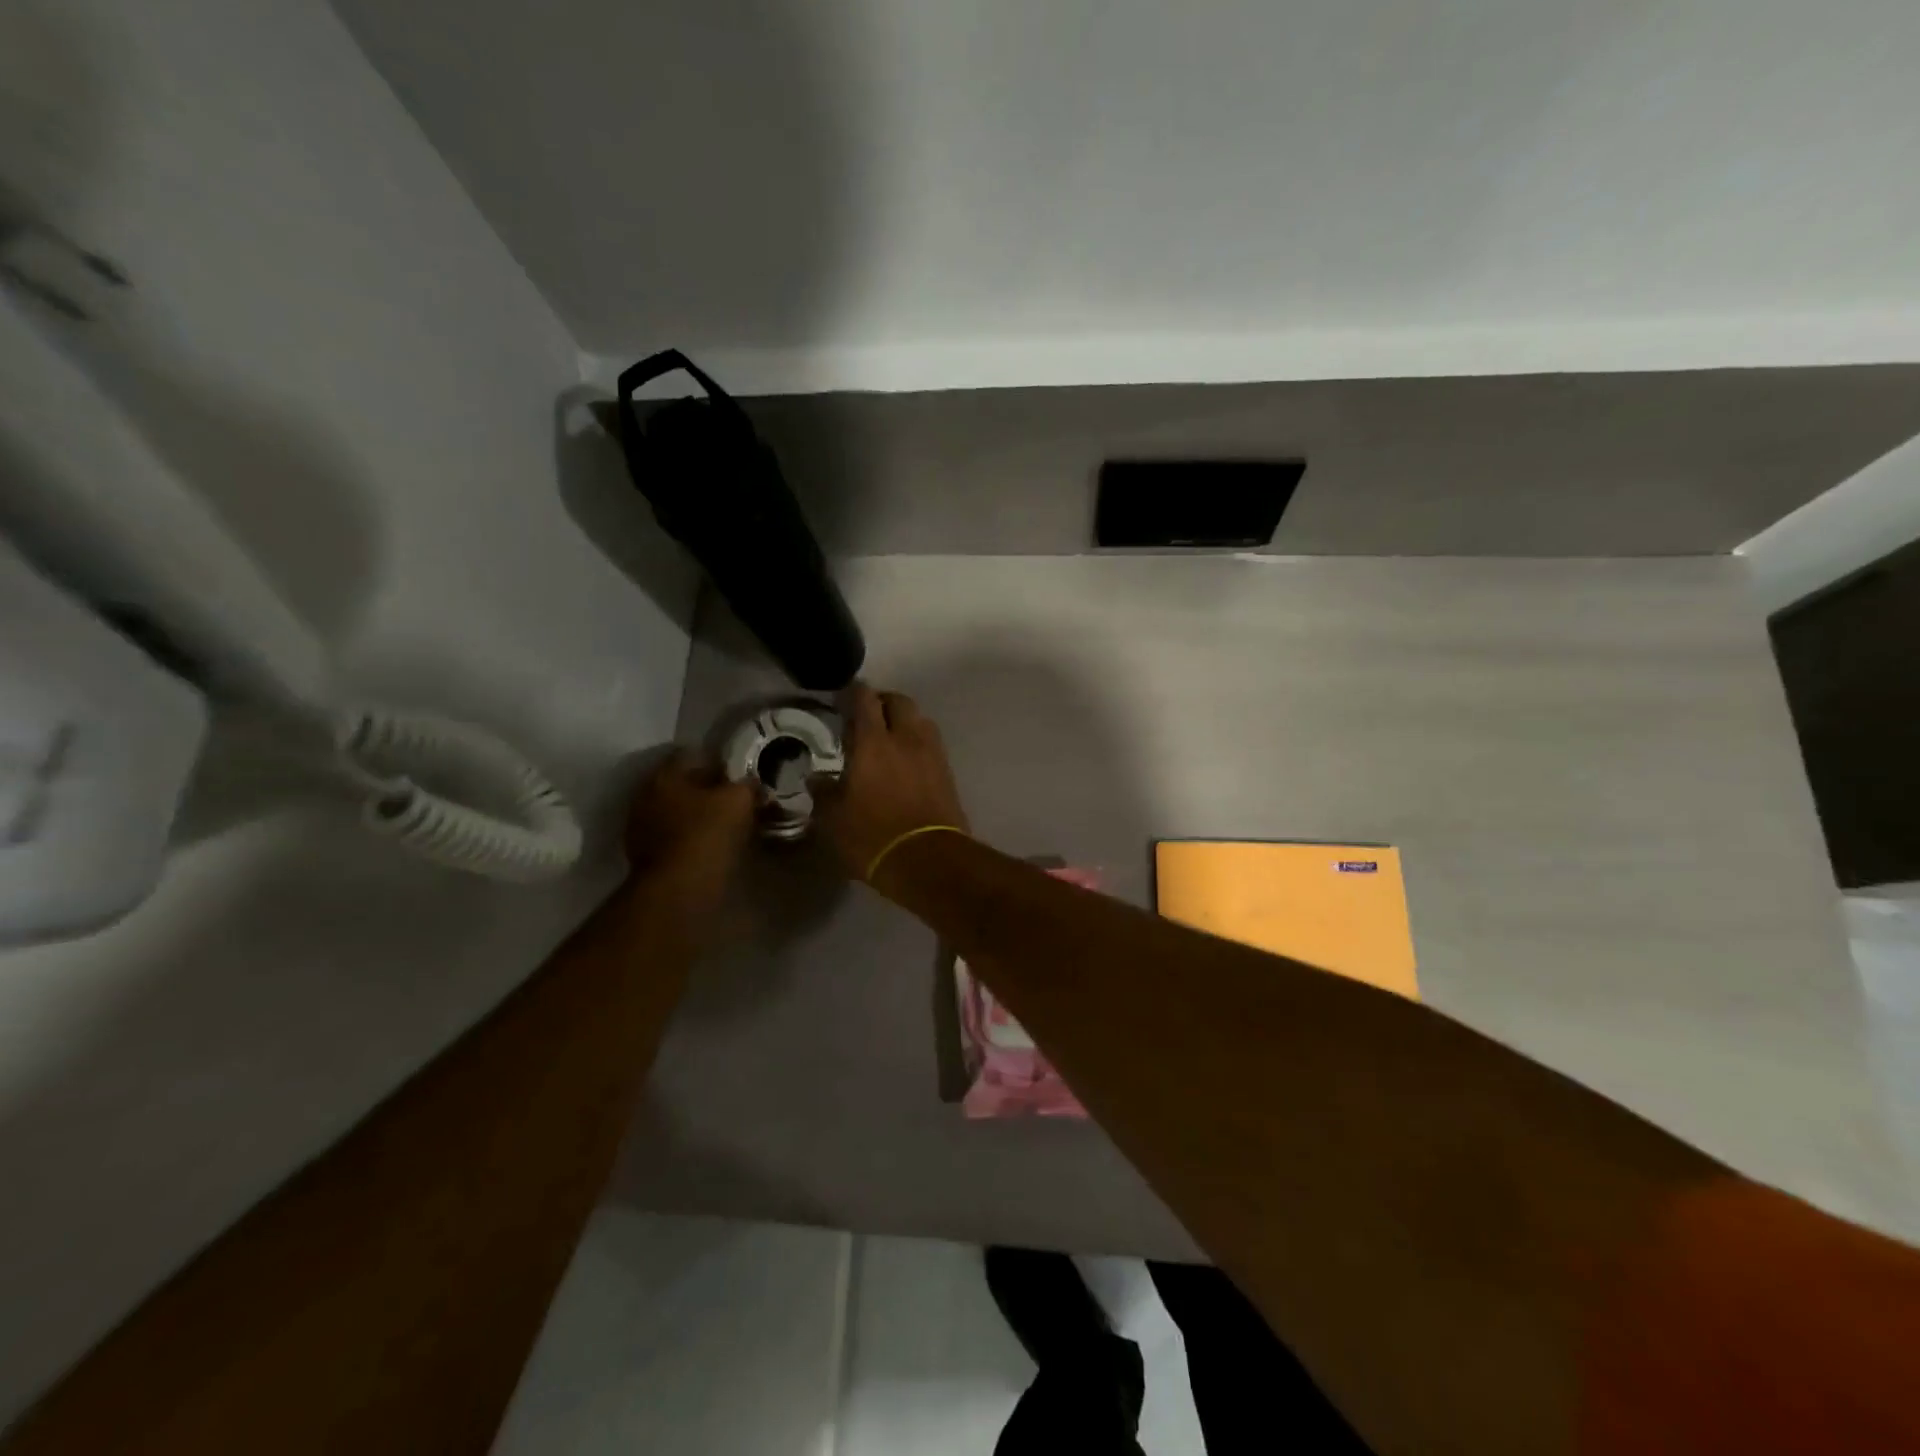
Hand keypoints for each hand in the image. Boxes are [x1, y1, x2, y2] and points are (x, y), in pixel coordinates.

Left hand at [623, 748, 755, 914]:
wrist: (680, 889)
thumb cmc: (708, 833)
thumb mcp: (739, 800)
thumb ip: (747, 785)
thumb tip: (752, 783)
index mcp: (663, 775)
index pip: (691, 755)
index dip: (718, 760)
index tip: (739, 771)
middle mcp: (645, 797)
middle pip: (682, 785)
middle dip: (707, 790)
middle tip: (737, 798)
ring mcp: (641, 829)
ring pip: (678, 813)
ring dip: (699, 816)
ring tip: (729, 825)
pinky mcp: (647, 858)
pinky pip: (675, 838)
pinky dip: (693, 839)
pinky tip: (714, 846)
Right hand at [815, 684, 968, 883]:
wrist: (929, 860)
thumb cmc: (873, 836)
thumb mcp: (834, 819)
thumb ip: (824, 793)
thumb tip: (816, 778)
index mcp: (874, 742)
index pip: (865, 700)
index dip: (854, 692)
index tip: (843, 696)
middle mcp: (906, 738)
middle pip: (899, 701)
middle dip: (883, 701)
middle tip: (867, 714)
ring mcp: (932, 754)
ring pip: (920, 719)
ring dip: (904, 720)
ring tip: (890, 736)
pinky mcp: (947, 773)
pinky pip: (931, 743)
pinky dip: (918, 742)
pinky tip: (907, 760)